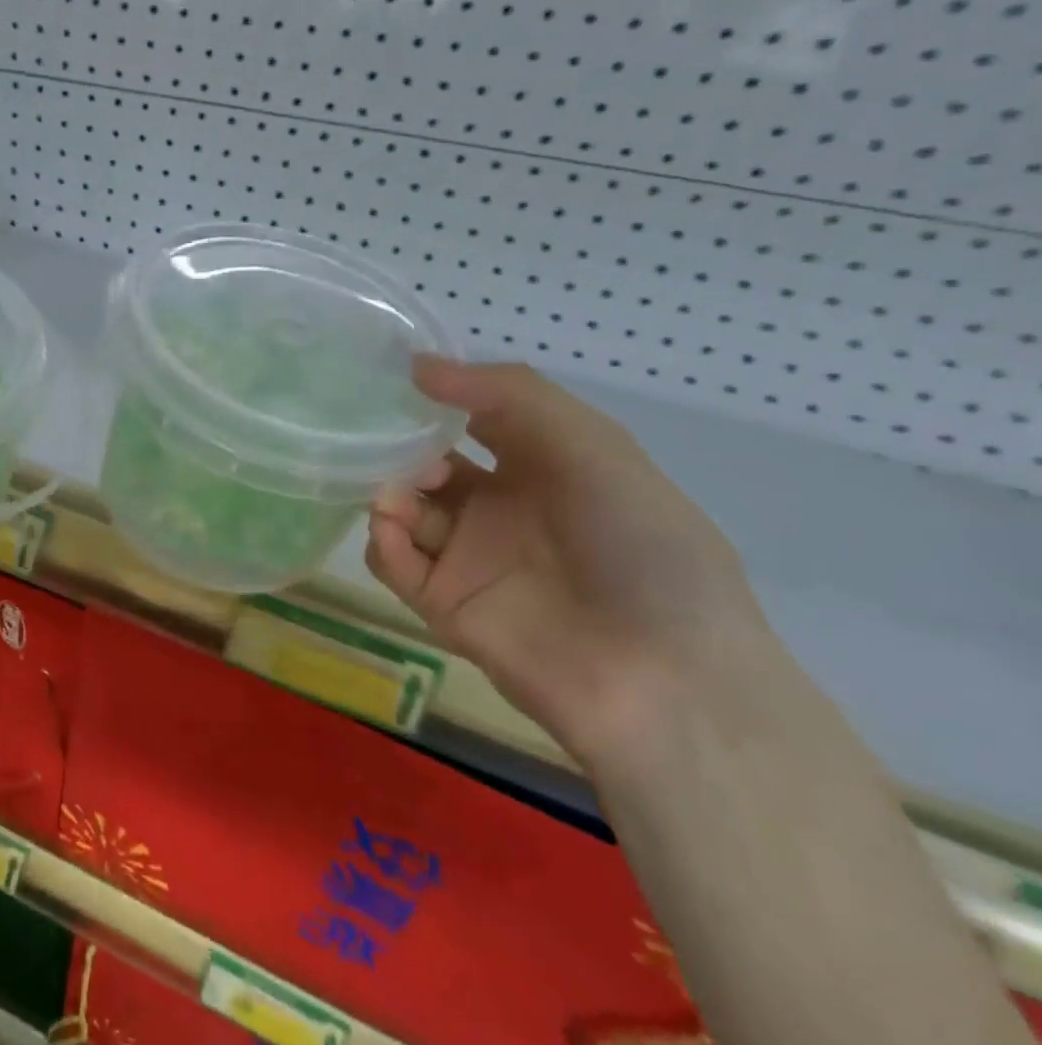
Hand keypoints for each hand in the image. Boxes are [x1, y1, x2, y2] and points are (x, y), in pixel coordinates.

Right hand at [367, 357, 773, 771]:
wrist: (660, 678)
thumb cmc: (638, 547)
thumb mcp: (591, 447)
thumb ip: (507, 396)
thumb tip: (418, 366)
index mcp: (546, 466)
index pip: (477, 418)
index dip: (440, 398)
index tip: (396, 380)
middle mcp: (503, 507)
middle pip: (430, 464)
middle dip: (404, 450)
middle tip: (392, 449)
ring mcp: (470, 558)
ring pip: (405, 510)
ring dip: (389, 493)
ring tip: (395, 498)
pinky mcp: (443, 605)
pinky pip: (395, 562)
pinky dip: (384, 541)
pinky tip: (393, 531)